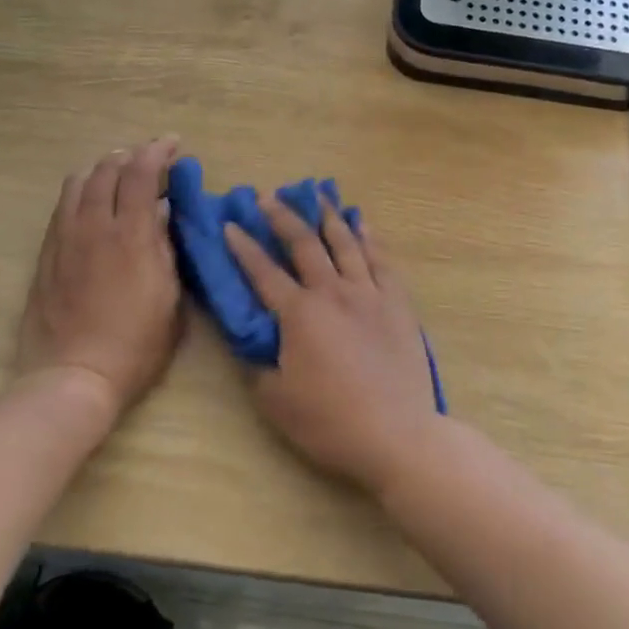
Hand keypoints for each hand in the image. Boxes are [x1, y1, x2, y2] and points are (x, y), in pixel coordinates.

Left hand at [17, 137, 183, 422]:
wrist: (73, 375)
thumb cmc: (136, 343)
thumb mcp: (171, 296)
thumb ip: (168, 249)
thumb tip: (164, 214)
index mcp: (131, 235)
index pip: (141, 173)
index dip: (157, 151)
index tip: (173, 144)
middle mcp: (94, 226)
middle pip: (107, 169)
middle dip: (130, 155)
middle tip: (149, 160)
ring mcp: (64, 238)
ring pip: (78, 182)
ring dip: (102, 169)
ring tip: (118, 175)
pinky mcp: (46, 254)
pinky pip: (62, 207)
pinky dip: (82, 192)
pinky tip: (92, 204)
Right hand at [225, 196, 439, 496]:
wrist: (397, 433)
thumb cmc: (330, 421)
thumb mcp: (276, 400)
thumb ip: (258, 363)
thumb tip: (251, 339)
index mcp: (300, 314)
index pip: (264, 272)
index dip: (244, 247)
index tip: (230, 224)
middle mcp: (333, 292)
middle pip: (305, 243)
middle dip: (283, 217)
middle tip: (269, 197)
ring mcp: (369, 293)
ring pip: (346, 242)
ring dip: (328, 216)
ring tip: (317, 194)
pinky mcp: (397, 302)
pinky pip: (381, 259)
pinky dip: (370, 236)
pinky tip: (363, 221)